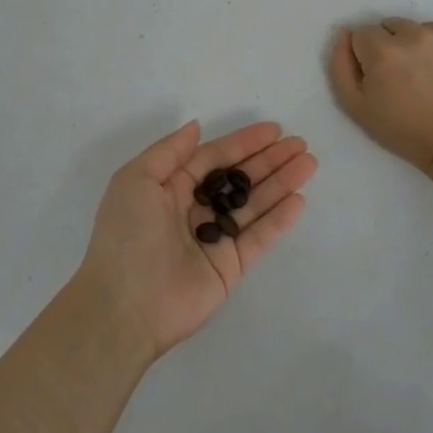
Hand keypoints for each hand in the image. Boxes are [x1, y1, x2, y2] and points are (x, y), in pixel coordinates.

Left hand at [77, 121, 316, 360]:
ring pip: (254, 204)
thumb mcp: (136, 179)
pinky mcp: (229, 267)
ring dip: (281, 183)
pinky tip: (299, 200)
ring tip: (309, 163)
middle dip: (269, 160)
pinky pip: (258, 238)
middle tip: (300, 144)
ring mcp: (214, 239)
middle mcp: (195, 209)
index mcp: (171, 187)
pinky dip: (279, 219)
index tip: (274, 130)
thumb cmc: (127, 234)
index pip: (215, 157)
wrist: (123, 306)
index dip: (243, 143)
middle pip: (239, 178)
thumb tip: (196, 126)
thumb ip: (170, 151)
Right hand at [328, 18, 432, 171]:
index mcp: (382, 49)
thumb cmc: (404, 130)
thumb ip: (340, 66)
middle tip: (405, 76)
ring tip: (430, 75)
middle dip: (393, 46)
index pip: (363, 35)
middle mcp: (414, 33)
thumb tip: (345, 34)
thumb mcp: (356, 107)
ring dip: (421, 44)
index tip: (380, 77)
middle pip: (393, 26)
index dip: (368, 56)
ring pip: (422, 27)